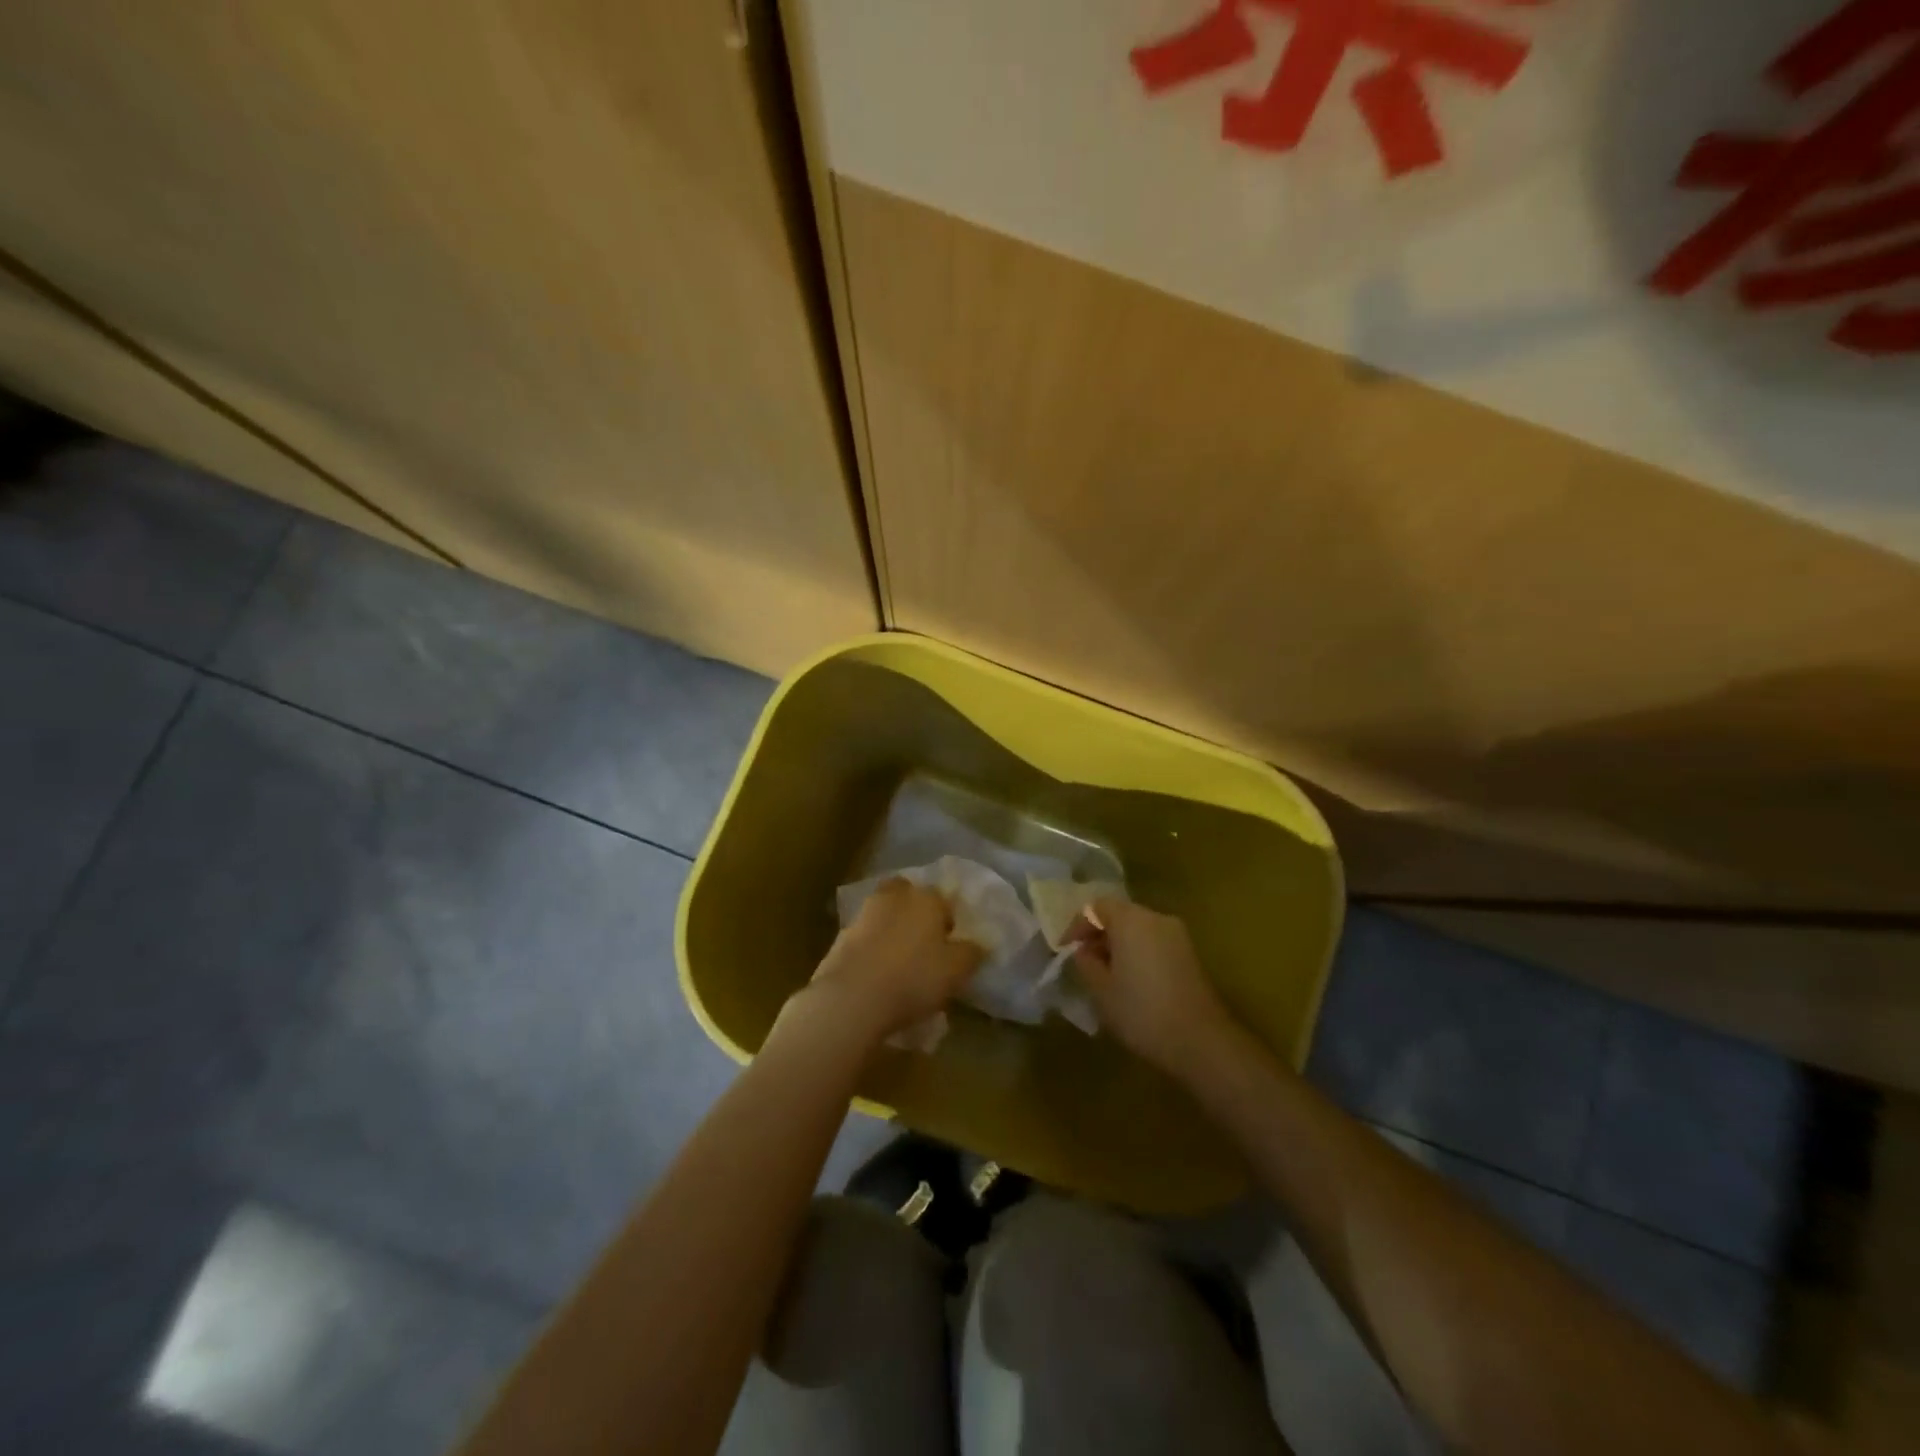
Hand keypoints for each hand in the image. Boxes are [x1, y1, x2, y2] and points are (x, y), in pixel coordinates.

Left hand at [802, 878, 982, 1043]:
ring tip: (900, 964)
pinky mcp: (841, 936)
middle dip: (917, 915)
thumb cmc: (914, 978)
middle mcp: (895, 896)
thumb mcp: (956, 970)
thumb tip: (978, 944)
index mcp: (926, 897)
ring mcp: (864, 913)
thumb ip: (971, 953)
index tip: (950, 948)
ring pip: (885, 915)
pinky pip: (866, 937)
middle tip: (924, 947)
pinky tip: (878, 974)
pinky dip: (873, 948)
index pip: (944, 900)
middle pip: (910, 898)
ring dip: (892, 930)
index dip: (949, 923)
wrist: (852, 997)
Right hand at [1071, 898, 1236, 1079]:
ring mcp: (1178, 935)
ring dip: (1119, 945)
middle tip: (1085, 962)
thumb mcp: (1101, 989)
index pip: (1096, 906)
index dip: (1078, 926)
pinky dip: (1139, 953)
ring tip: (1106, 974)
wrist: (1200, 1041)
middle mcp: (1156, 918)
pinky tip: (1132, 982)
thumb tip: (1084, 951)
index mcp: (1131, 919)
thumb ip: (1086, 962)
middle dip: (1099, 934)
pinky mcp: (1190, 955)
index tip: (1066, 950)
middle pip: (1120, 914)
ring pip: (1139, 929)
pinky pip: (1155, 943)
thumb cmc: (1141, 1011)